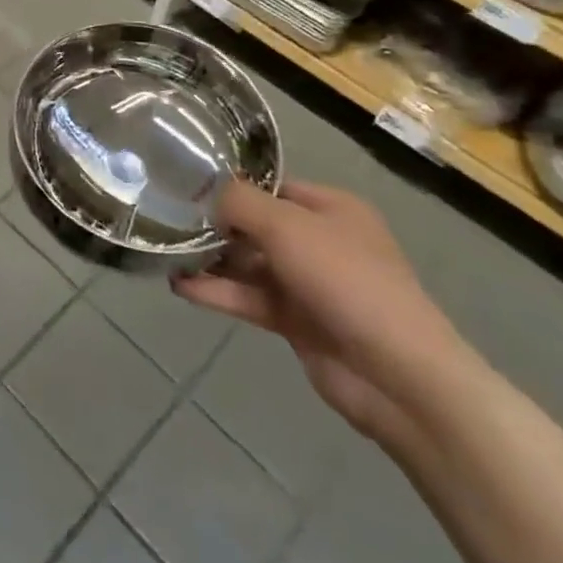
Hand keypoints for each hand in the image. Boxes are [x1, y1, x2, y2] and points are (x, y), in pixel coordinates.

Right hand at [173, 179, 463, 441]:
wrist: (397, 375)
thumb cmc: (346, 281)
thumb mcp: (288, 226)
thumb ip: (240, 203)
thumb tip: (207, 194)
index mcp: (330, 209)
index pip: (271, 186)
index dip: (231, 186)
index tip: (185, 186)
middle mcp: (320, 241)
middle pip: (256, 224)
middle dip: (215, 224)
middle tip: (166, 219)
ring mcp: (308, 283)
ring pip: (248, 263)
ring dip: (211, 259)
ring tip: (165, 252)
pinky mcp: (295, 321)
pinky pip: (249, 297)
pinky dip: (217, 291)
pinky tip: (179, 286)